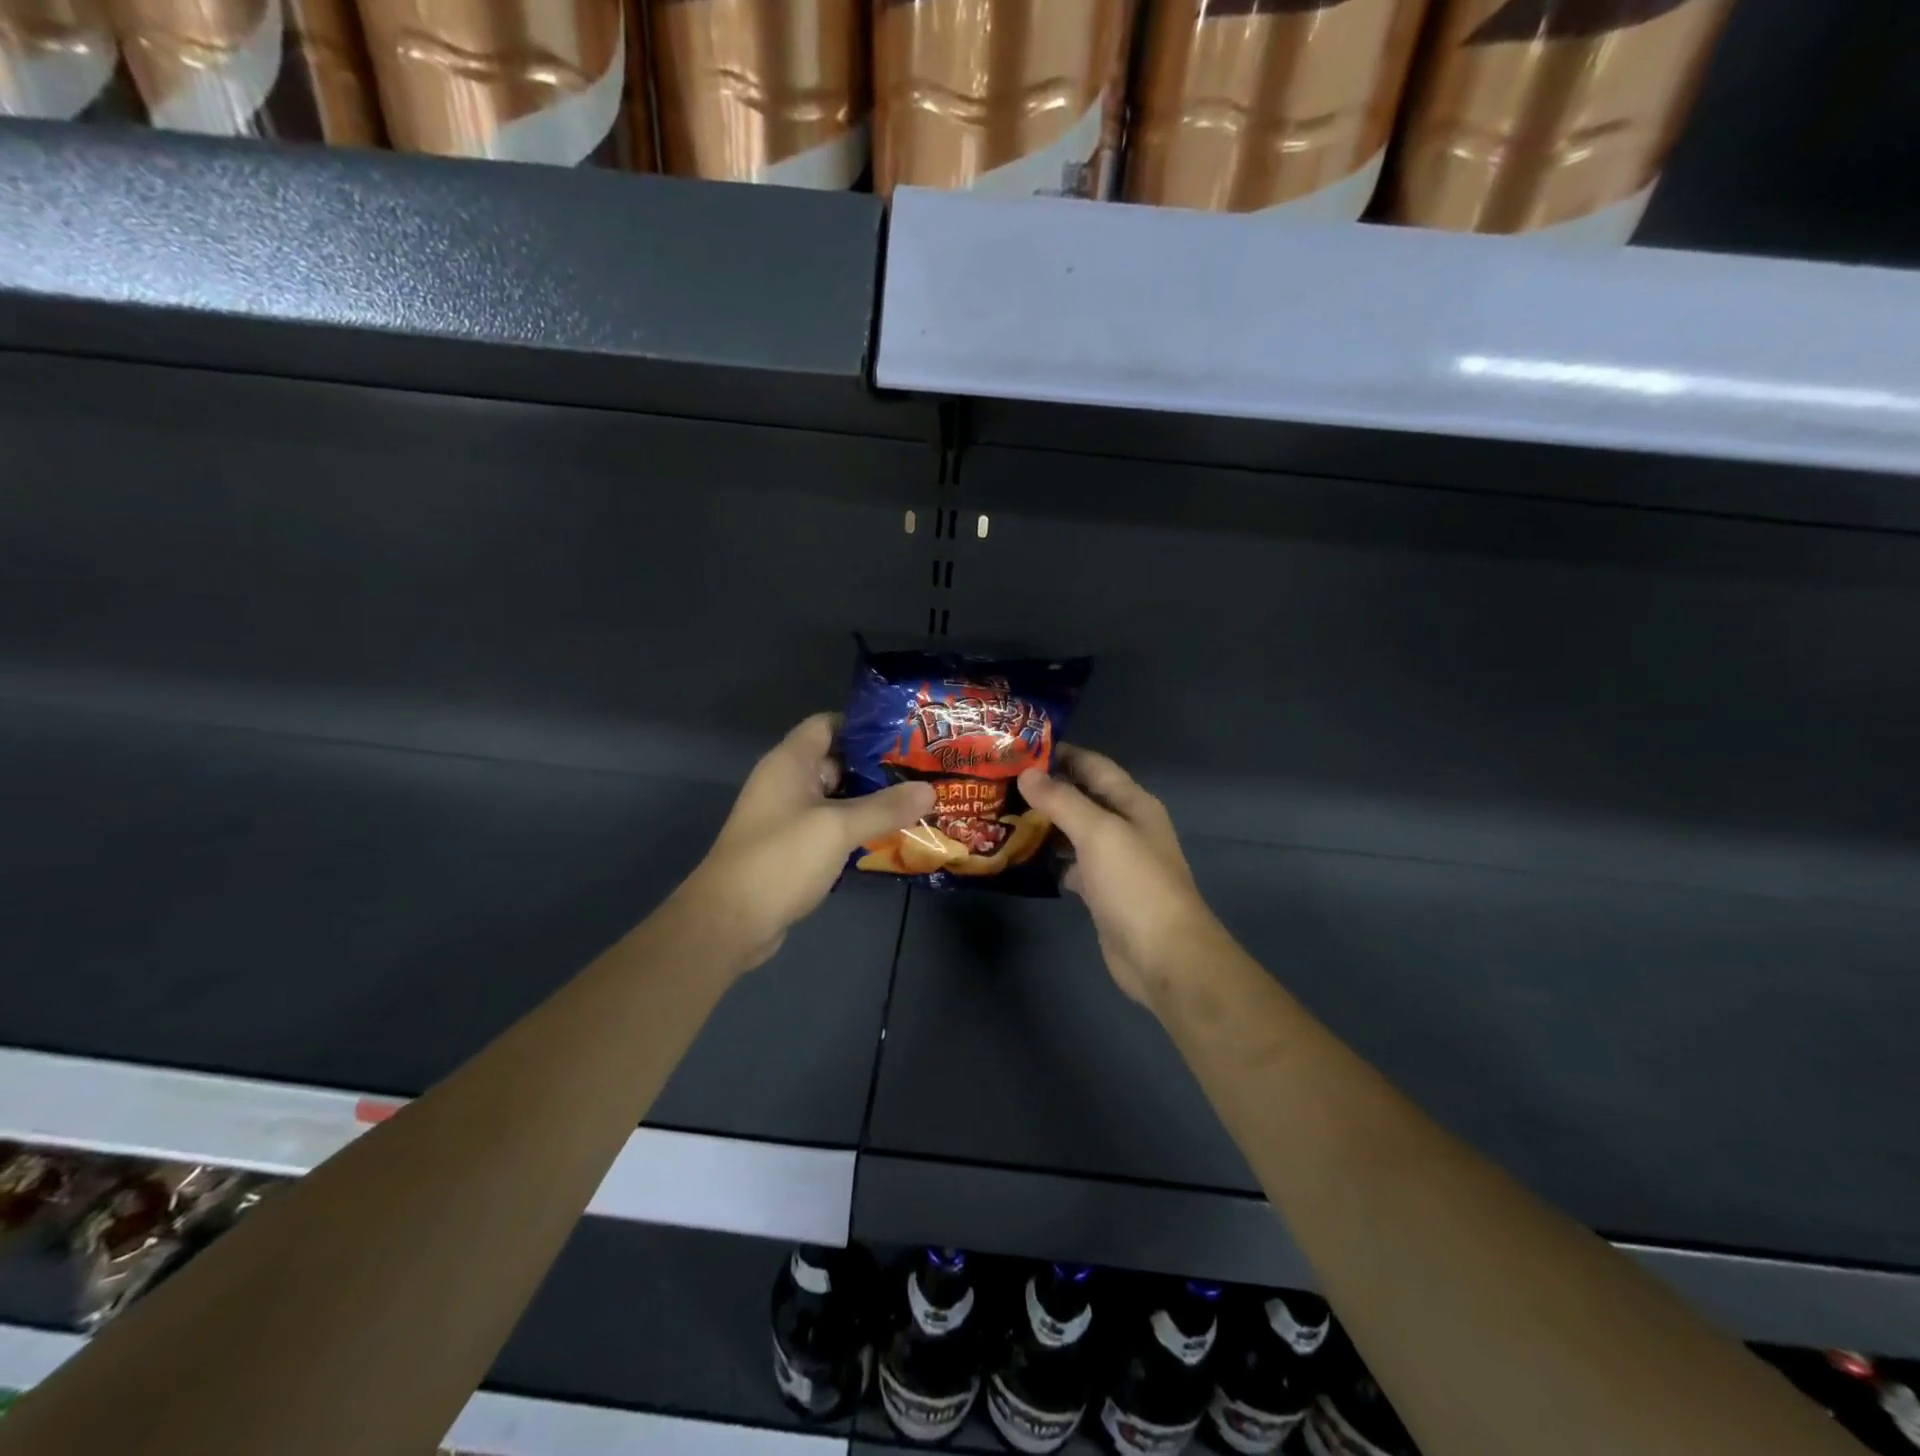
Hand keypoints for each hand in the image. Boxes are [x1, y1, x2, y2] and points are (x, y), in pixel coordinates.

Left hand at [685, 713, 933, 970]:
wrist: (729, 921)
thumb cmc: (781, 859)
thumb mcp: (838, 827)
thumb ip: (885, 807)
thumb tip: (930, 790)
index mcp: (790, 762)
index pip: (827, 724)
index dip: (864, 725)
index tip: (905, 735)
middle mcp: (786, 783)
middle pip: (836, 761)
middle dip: (876, 765)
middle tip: (921, 771)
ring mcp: (787, 817)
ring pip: (836, 798)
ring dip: (870, 801)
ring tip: (916, 801)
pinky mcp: (791, 849)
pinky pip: (830, 827)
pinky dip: (856, 828)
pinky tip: (889, 836)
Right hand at [1018, 746, 1220, 1007]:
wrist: (1164, 955)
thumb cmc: (1135, 884)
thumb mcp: (1098, 832)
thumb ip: (1062, 800)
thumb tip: (1026, 773)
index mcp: (1133, 804)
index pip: (1094, 766)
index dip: (1061, 754)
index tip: (1018, 748)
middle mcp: (1125, 827)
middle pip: (1082, 798)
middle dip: (1045, 790)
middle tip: (998, 783)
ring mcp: (1114, 862)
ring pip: (1073, 833)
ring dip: (1043, 825)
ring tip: (1000, 814)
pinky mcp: (1102, 892)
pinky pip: (1071, 865)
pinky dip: (1048, 860)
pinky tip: (1020, 857)